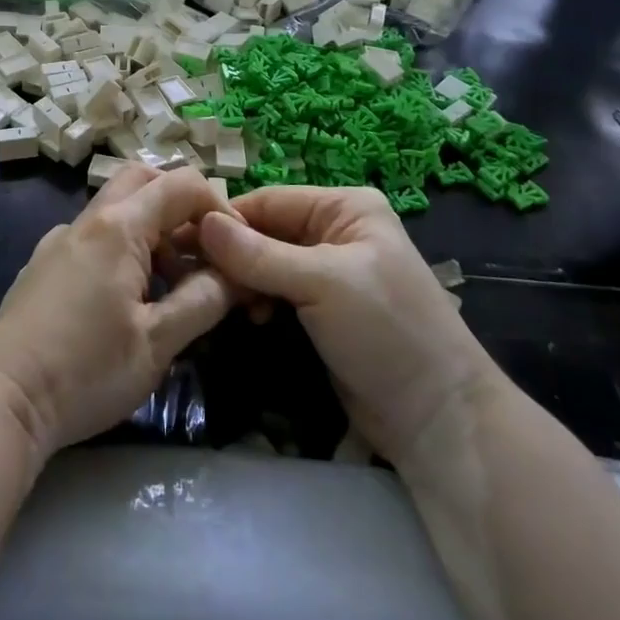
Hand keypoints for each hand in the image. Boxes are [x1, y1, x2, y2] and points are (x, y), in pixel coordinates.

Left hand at [0, 166, 234, 459]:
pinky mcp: (44, 263)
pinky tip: (129, 298)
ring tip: (173, 286)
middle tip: (204, 253)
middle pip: (143, 181)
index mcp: (118, 228)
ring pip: (116, 208)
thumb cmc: (86, 371)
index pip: (180, 184)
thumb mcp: (157, 343)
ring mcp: (60, 240)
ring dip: (153, 229)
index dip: (218, 205)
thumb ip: (202, 300)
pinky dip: (124, 246)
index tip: (236, 247)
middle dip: (181, 206)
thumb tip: (235, 275)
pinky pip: (94, 235)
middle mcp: (86, 221)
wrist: (3, 399)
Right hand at [198, 186, 501, 464]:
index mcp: (344, 208)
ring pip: (265, 263)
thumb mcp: (322, 283)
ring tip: (224, 302)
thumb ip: (258, 254)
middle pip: (265, 231)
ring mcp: (327, 273)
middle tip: (195, 277)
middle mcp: (334, 231)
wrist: (438, 419)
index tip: (181, 240)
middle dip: (233, 254)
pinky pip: (275, 291)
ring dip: (243, 281)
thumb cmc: (386, 332)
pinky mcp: (320, 310)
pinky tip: (249, 317)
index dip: (227, 219)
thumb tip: (200, 223)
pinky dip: (257, 301)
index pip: (269, 200)